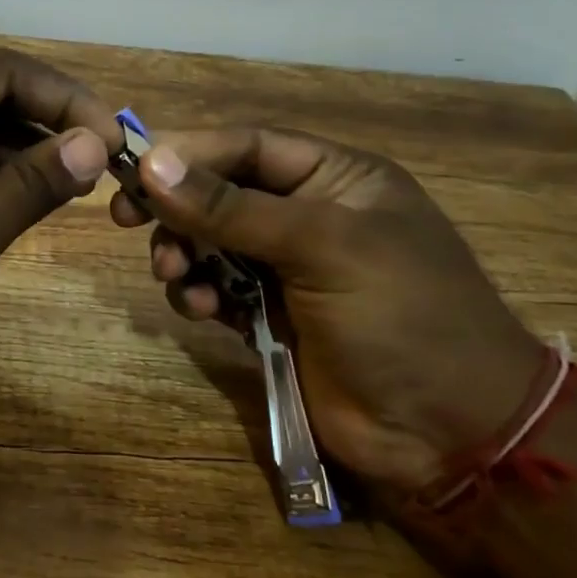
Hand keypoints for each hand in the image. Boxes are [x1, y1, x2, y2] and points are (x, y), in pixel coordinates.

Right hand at [109, 127, 543, 493]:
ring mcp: (287, 270)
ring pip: (209, 243)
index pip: (248, 146)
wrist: (448, 431)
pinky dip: (199, 294)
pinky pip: (216, 289)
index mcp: (336, 179)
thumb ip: (233, 209)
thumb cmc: (401, 316)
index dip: (190, 152)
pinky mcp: (270, 317)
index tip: (134, 170)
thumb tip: (153, 165)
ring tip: (175, 274)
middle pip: (220, 192)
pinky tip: (203, 311)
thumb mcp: (322, 248)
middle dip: (177, 207)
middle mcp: (308, 215)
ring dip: (183, 254)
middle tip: (128, 220)